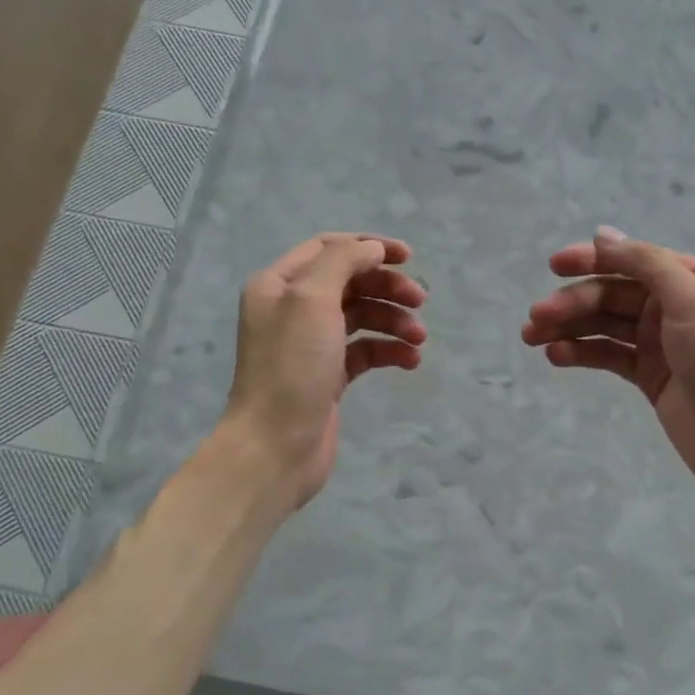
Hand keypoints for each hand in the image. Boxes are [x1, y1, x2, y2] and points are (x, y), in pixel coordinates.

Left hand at [219, 232, 426, 508]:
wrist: (275, 446)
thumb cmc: (291, 366)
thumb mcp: (312, 299)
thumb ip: (343, 262)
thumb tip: (372, 249)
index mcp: (279, 284)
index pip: (329, 248)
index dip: (369, 247)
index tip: (408, 257)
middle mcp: (292, 309)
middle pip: (350, 282)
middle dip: (387, 287)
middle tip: (420, 300)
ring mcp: (311, 344)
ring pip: (362, 317)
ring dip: (394, 321)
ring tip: (418, 338)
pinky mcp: (329, 375)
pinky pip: (366, 351)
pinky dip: (389, 351)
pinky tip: (410, 361)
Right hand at [523, 226, 694, 501]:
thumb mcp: (691, 300)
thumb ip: (646, 263)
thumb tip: (602, 234)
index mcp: (692, 280)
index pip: (633, 261)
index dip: (592, 260)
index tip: (554, 265)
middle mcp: (675, 305)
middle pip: (614, 294)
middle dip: (574, 302)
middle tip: (536, 317)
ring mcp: (660, 343)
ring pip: (606, 326)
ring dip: (569, 327)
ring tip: (532, 337)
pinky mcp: (649, 376)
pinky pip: (609, 355)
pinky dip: (582, 353)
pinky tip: (556, 356)